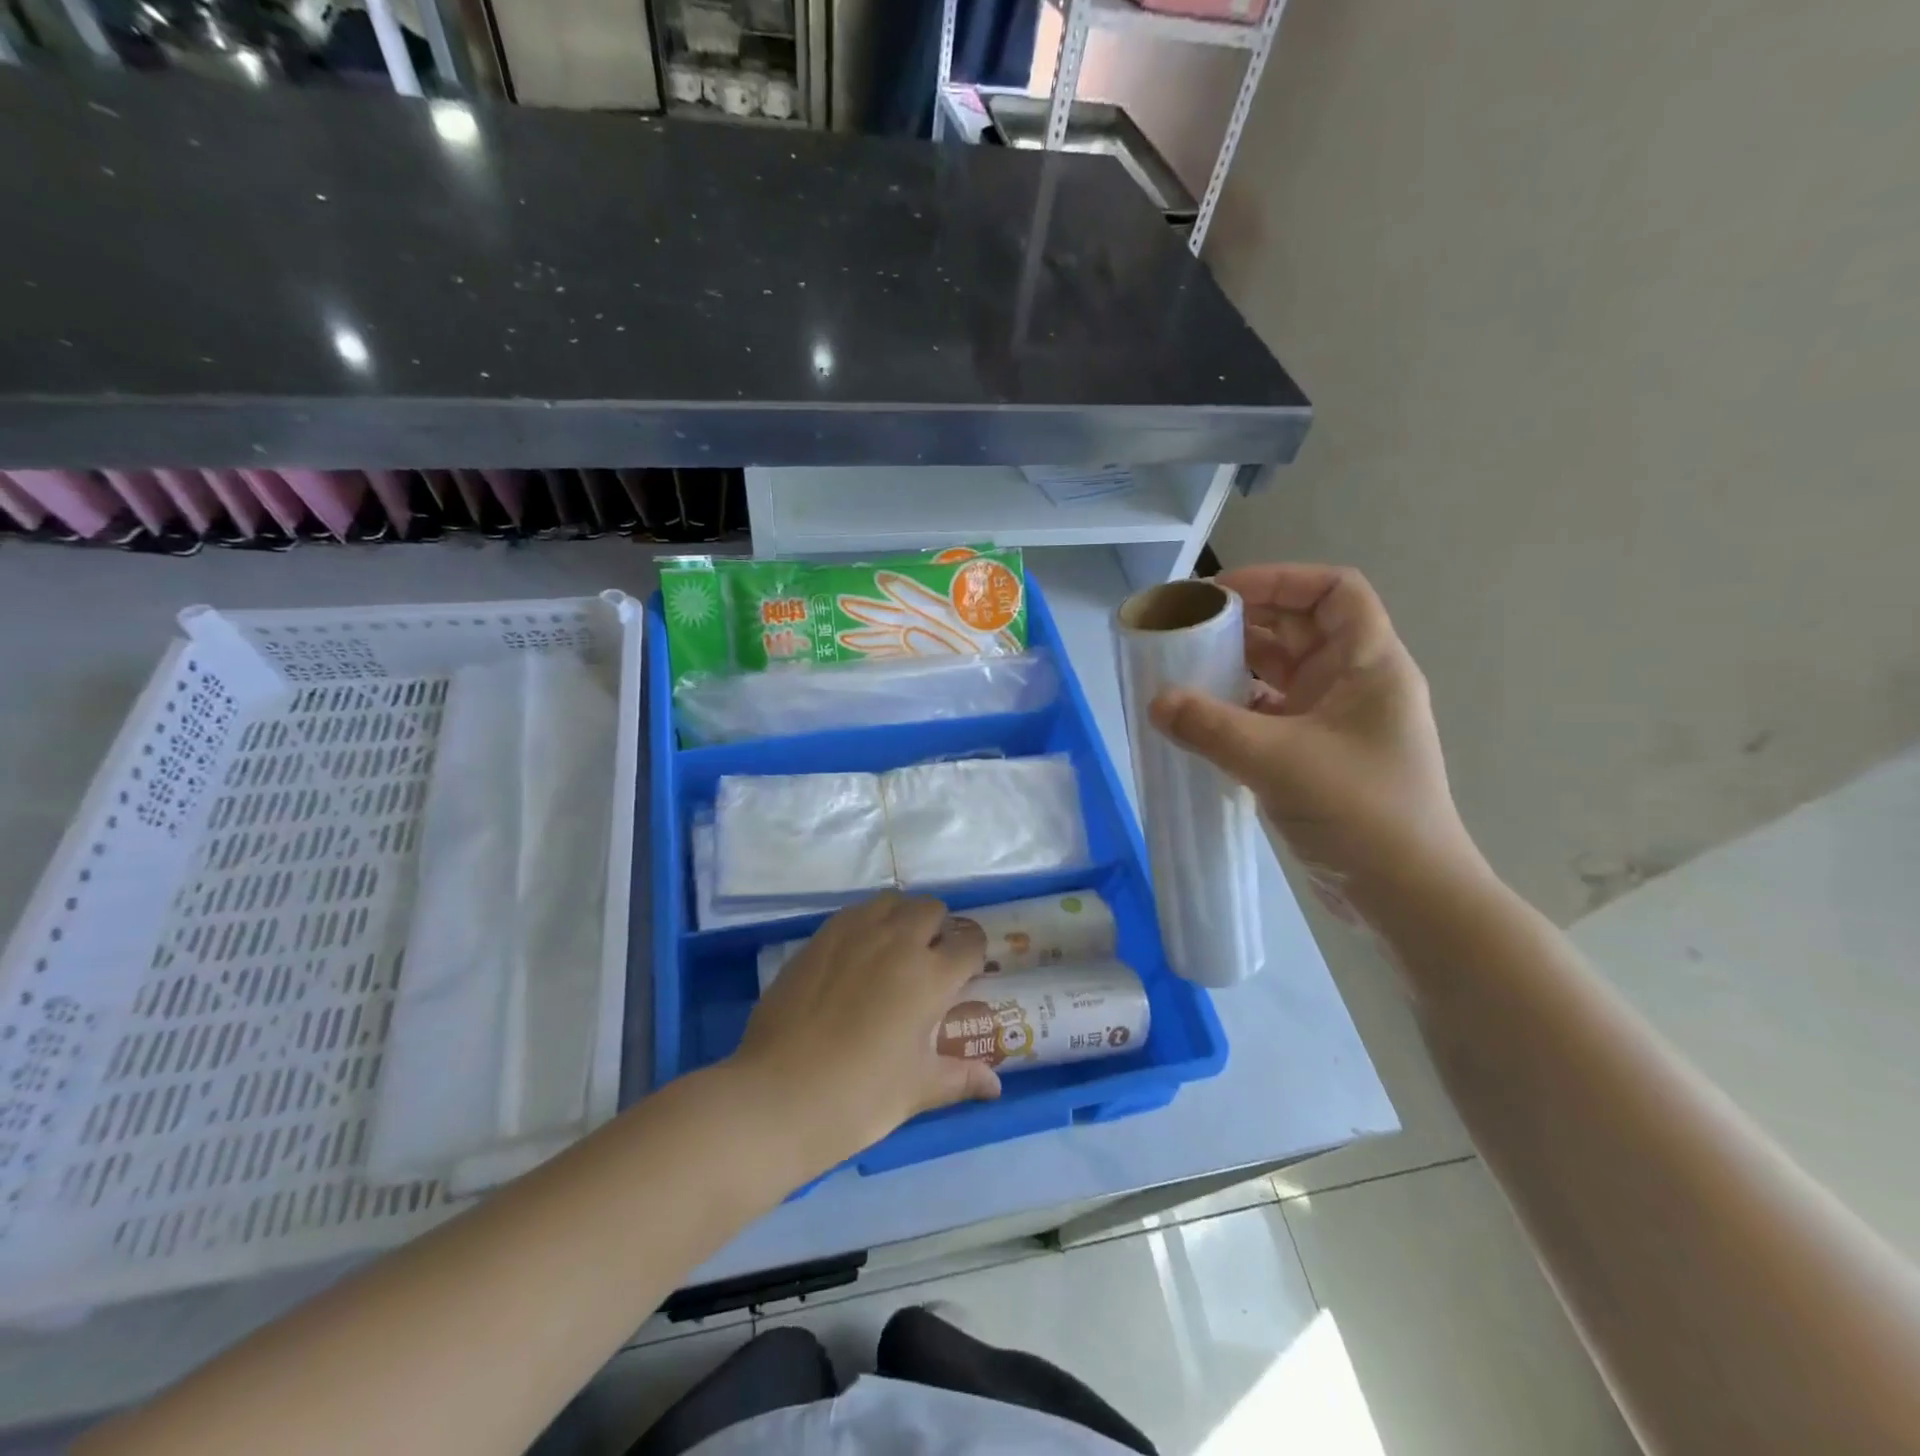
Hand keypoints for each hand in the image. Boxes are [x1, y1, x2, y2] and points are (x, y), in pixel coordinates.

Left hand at [728, 893, 1000, 1176]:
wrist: (778, 1096)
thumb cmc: (860, 1097)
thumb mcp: (917, 1090)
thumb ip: (960, 1078)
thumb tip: (995, 1086)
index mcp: (931, 976)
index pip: (969, 942)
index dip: (973, 954)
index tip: (967, 972)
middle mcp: (898, 941)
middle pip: (931, 909)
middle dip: (938, 929)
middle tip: (929, 962)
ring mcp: (854, 934)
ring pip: (891, 902)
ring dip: (901, 917)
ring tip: (893, 950)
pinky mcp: (819, 937)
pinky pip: (854, 913)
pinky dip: (866, 922)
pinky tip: (856, 955)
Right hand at [1149, 564, 1480, 913]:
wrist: (1407, 896)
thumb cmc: (1359, 811)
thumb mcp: (1277, 760)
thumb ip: (1210, 726)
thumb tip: (1155, 702)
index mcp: (1368, 664)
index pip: (1334, 591)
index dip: (1280, 580)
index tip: (1222, 595)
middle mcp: (1355, 685)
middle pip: (1300, 629)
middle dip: (1244, 624)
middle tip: (1187, 632)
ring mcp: (1337, 724)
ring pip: (1282, 675)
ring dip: (1236, 669)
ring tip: (1184, 671)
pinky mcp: (1318, 758)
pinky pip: (1271, 716)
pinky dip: (1238, 711)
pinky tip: (1201, 721)